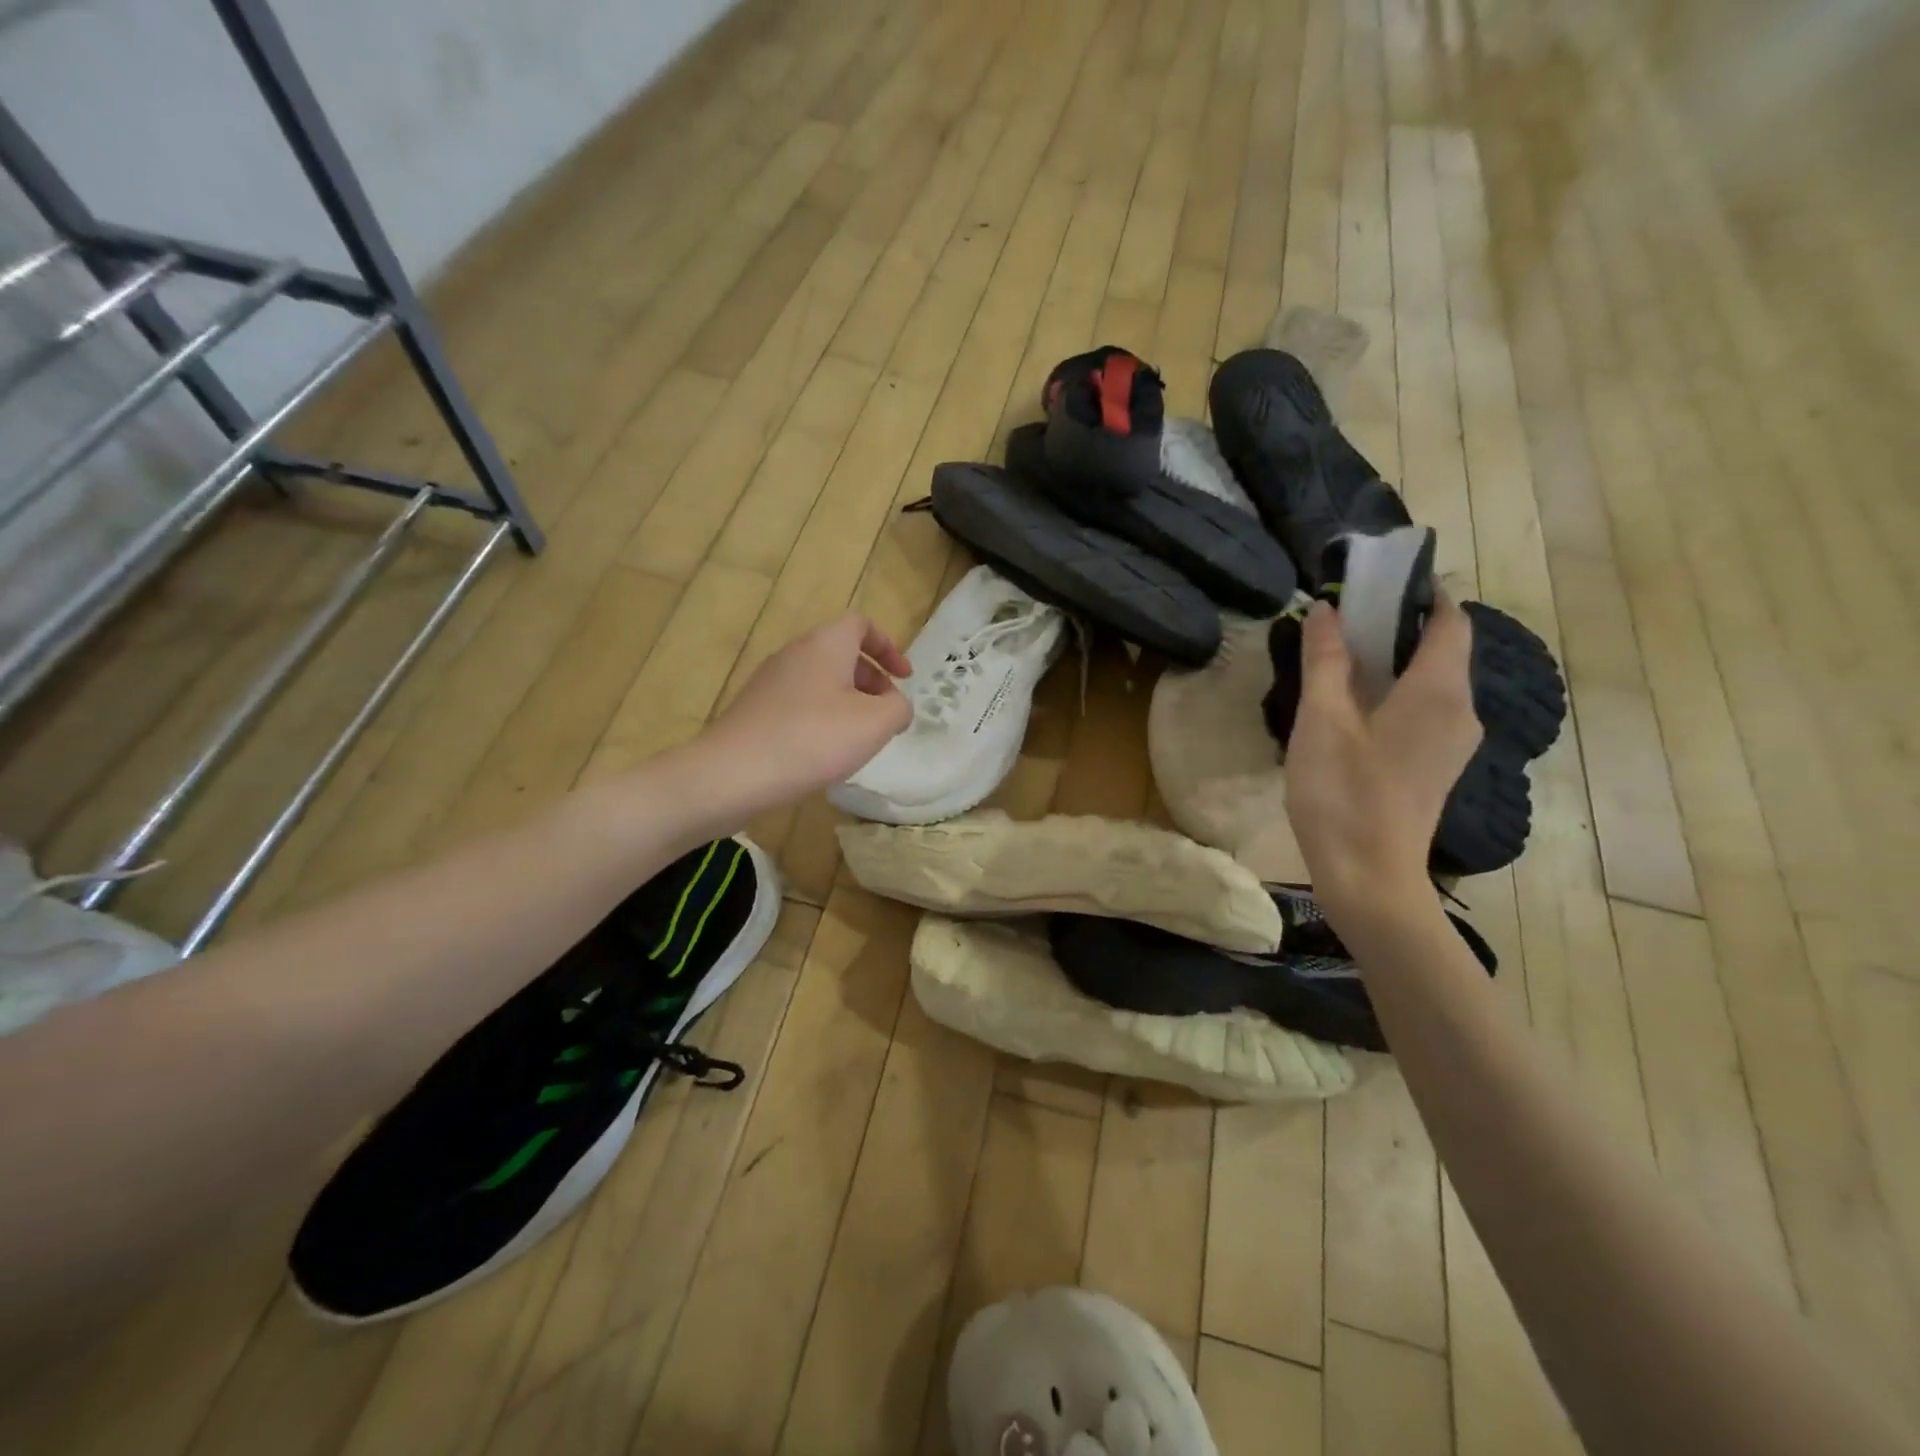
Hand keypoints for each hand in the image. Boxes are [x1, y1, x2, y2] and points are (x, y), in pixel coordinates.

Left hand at [701, 611, 912, 812]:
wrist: (734, 773)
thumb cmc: (813, 739)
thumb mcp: (875, 723)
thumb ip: (899, 708)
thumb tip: (895, 706)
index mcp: (825, 644)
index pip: (861, 624)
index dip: (888, 647)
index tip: (904, 678)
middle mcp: (795, 652)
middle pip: (842, 653)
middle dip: (871, 679)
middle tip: (886, 713)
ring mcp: (770, 680)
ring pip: (820, 679)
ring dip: (847, 701)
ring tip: (858, 737)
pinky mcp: (755, 708)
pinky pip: (799, 702)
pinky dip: (821, 716)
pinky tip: (824, 752)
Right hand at [1284, 594, 1480, 919]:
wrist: (1369, 878)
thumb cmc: (1344, 794)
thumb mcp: (1322, 721)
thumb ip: (1326, 661)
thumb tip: (1327, 609)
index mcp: (1439, 691)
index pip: (1449, 620)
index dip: (1422, 592)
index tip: (1378, 578)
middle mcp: (1460, 710)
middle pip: (1442, 648)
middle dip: (1399, 624)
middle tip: (1344, 614)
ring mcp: (1452, 742)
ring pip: (1431, 681)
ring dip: (1394, 659)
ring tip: (1340, 654)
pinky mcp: (1435, 766)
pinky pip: (1423, 709)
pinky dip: (1394, 691)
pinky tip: (1351, 704)